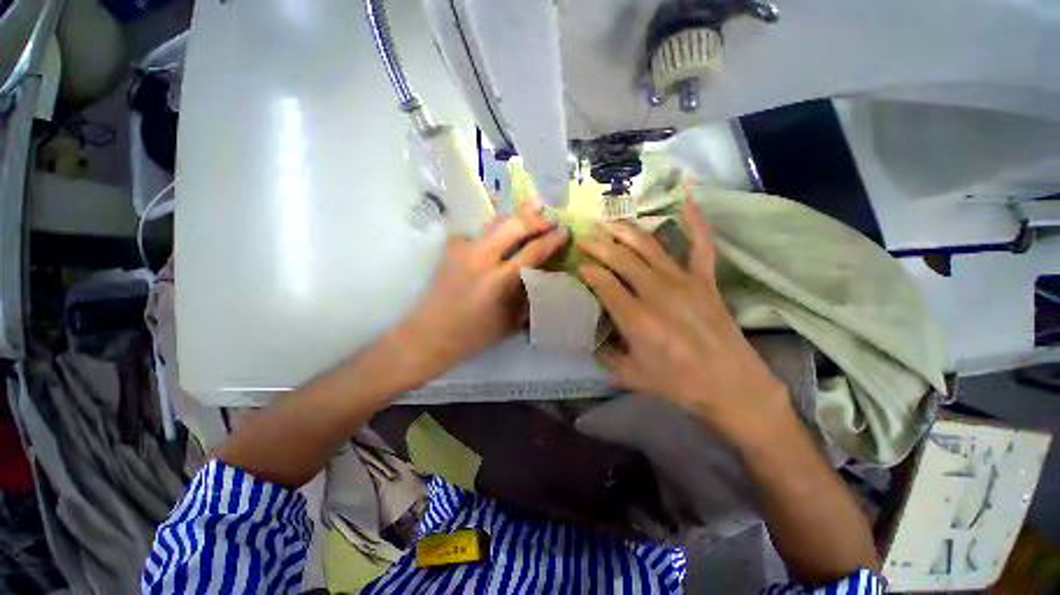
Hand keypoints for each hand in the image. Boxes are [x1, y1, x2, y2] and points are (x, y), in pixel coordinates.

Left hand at [395, 208, 567, 382]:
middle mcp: (483, 258)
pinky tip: (499, 231)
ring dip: (516, 215)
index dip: (552, 239)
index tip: (565, 230)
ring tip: (533, 207)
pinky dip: (492, 228)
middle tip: (550, 218)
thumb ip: (528, 298)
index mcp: (501, 280)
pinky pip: (476, 231)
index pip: (534, 251)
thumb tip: (545, 278)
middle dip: (536, 219)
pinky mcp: (451, 248)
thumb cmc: (474, 335)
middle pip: (515, 225)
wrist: (430, 333)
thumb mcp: (510, 322)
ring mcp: (464, 249)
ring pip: (495, 221)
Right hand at [576, 198, 789, 446]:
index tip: (578, 265)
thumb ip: (604, 354)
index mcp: (636, 318)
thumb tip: (588, 338)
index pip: (602, 282)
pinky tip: (687, 198)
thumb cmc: (678, 383)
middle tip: (583, 237)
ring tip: (609, 222)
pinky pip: (700, 244)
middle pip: (620, 258)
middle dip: (598, 244)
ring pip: (649, 245)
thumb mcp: (630, 375)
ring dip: (626, 230)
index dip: (587, 270)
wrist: (731, 385)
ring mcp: (683, 281)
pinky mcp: (705, 279)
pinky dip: (695, 220)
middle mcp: (656, 292)